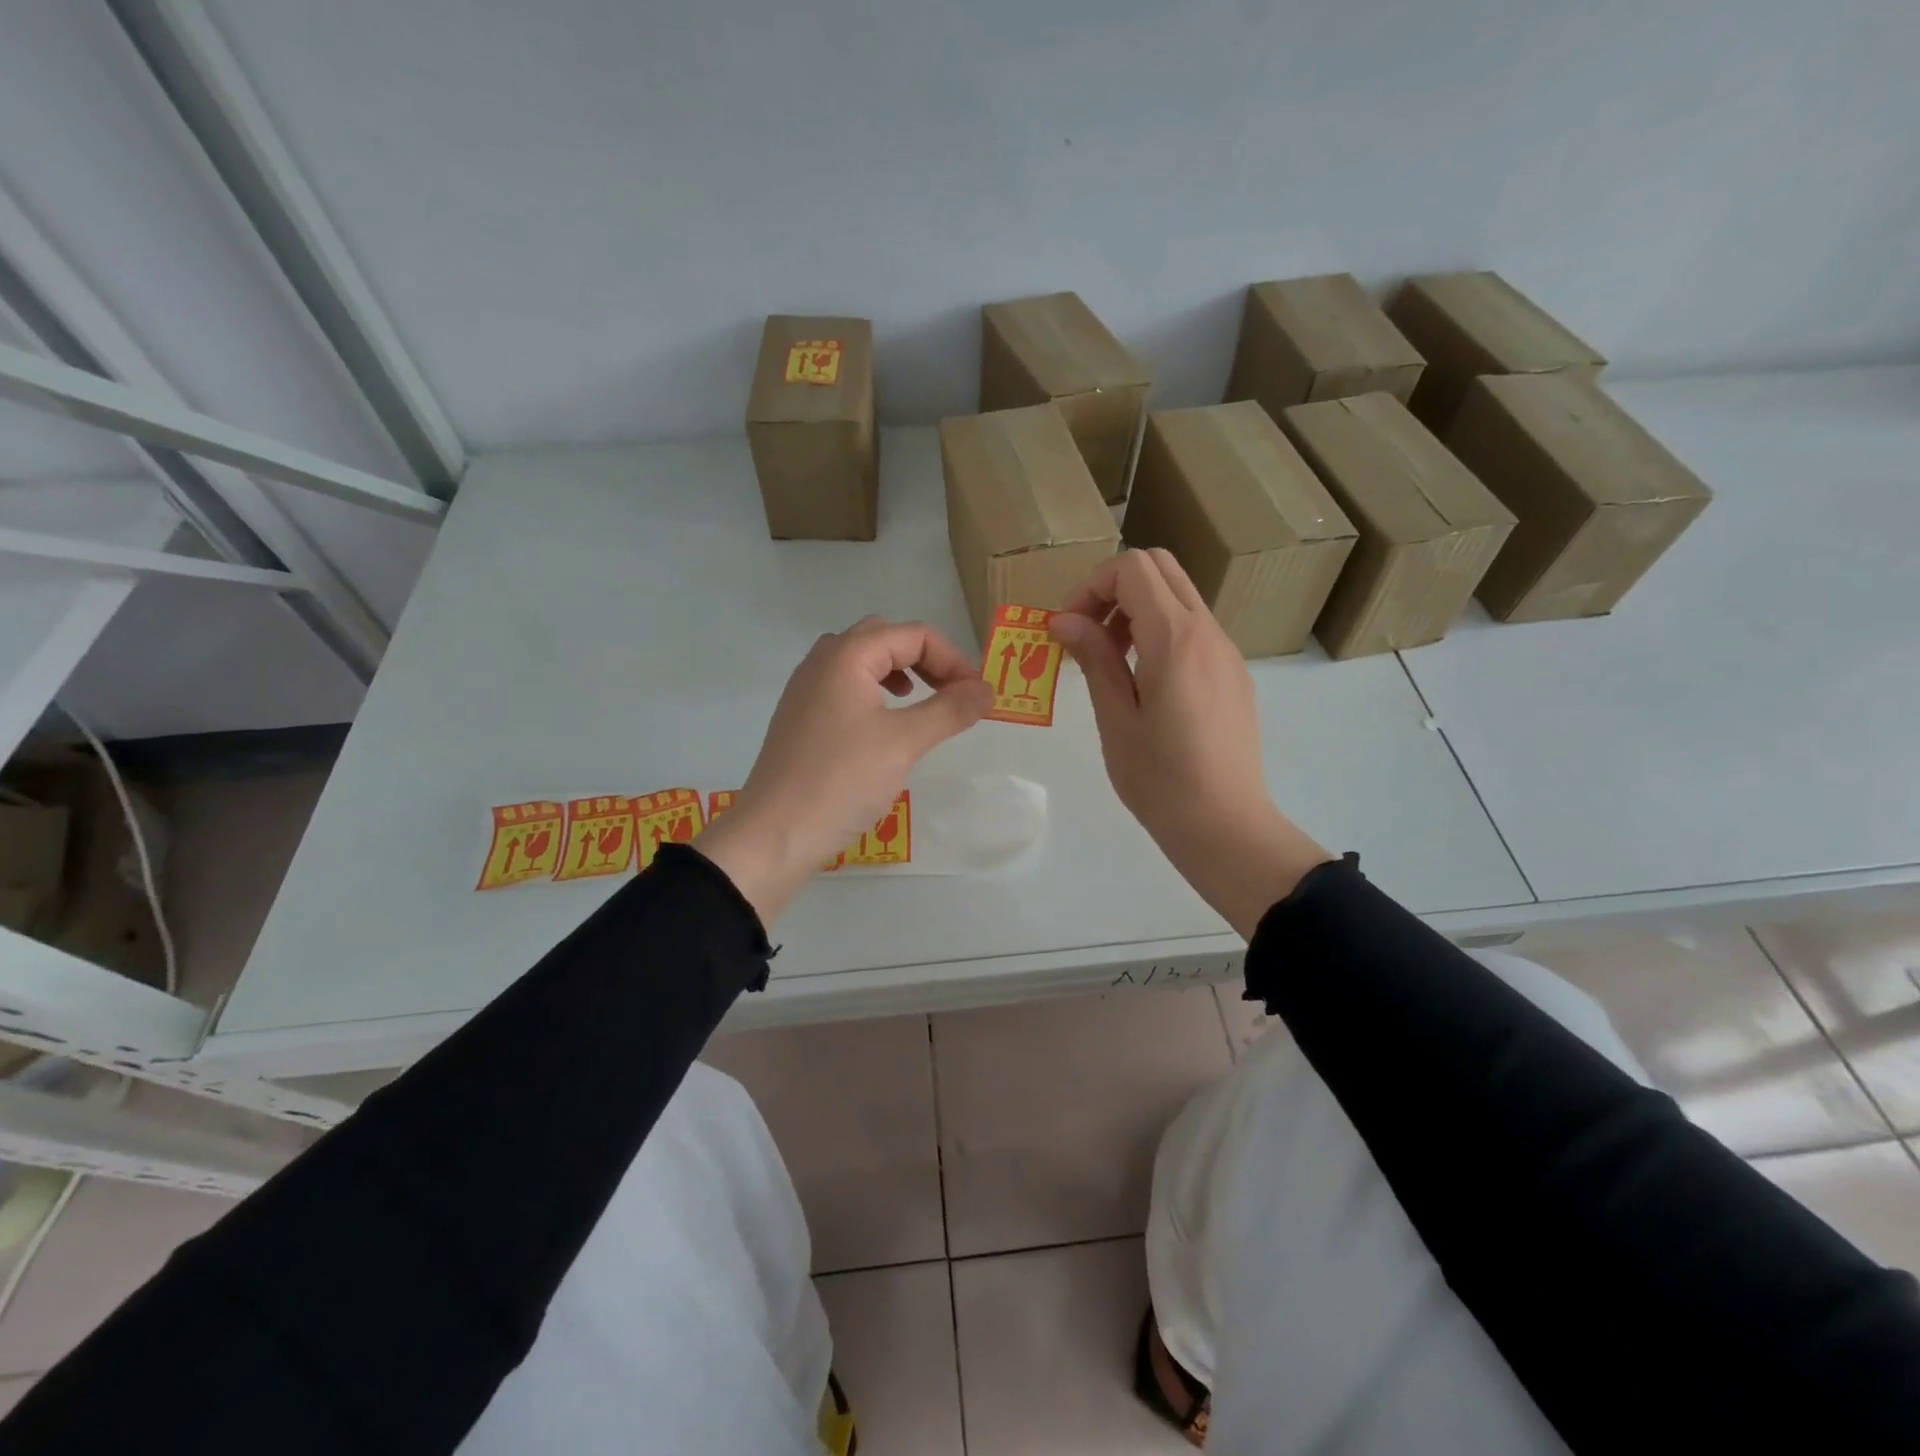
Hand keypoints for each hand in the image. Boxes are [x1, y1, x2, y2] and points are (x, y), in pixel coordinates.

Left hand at [696, 617, 992, 923]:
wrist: (774, 834)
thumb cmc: (841, 781)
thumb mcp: (904, 742)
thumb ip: (950, 710)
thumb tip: (987, 690)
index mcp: (846, 656)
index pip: (913, 635)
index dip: (952, 659)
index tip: (976, 695)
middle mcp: (822, 661)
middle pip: (884, 638)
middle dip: (926, 659)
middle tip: (952, 692)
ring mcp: (806, 689)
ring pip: (861, 660)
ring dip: (899, 672)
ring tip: (920, 701)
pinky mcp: (800, 717)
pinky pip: (844, 686)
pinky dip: (875, 691)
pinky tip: (884, 725)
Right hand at [1051, 549, 1332, 938]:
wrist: (1226, 826)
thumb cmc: (1160, 780)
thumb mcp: (1116, 719)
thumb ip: (1094, 659)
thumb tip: (1064, 620)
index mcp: (1175, 639)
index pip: (1132, 569)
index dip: (1090, 587)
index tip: (1068, 630)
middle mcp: (1208, 632)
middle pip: (1160, 567)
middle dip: (1113, 588)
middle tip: (1086, 635)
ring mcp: (1226, 652)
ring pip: (1179, 596)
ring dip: (1136, 610)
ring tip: (1109, 662)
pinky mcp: (1233, 674)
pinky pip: (1193, 628)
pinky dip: (1159, 632)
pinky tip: (1143, 683)